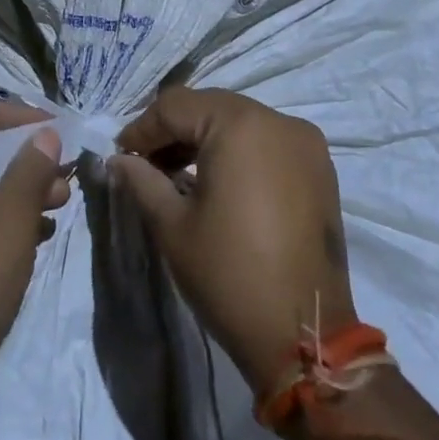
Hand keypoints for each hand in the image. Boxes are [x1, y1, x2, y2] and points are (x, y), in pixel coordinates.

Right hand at [110, 87, 355, 394]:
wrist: (304, 333)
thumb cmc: (229, 274)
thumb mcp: (172, 225)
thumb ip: (141, 181)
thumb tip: (118, 160)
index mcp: (240, 125)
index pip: (176, 106)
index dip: (142, 129)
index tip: (121, 156)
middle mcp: (278, 121)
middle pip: (210, 107)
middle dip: (173, 131)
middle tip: (145, 165)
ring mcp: (306, 143)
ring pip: (240, 122)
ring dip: (205, 139)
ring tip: (177, 174)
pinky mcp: (320, 168)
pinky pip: (268, 142)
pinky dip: (238, 151)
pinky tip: (219, 182)